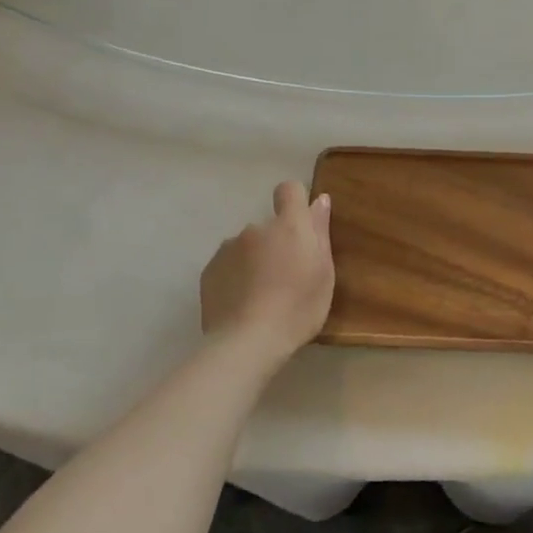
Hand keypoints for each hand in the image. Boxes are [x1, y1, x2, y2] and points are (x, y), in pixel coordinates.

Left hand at [199, 181, 334, 366]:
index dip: (295, 202)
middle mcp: (256, 228)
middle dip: (276, 242)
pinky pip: (228, 264)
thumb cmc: (298, 308)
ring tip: (261, 294)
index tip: (301, 227)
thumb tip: (320, 199)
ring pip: (247, 246)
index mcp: (289, 226)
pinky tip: (242, 302)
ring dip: (254, 259)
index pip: (289, 190)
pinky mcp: (209, 270)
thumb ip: (320, 232)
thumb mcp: (324, 272)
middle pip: (269, 225)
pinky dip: (235, 276)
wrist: (247, 342)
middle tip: (285, 276)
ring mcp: (228, 248)